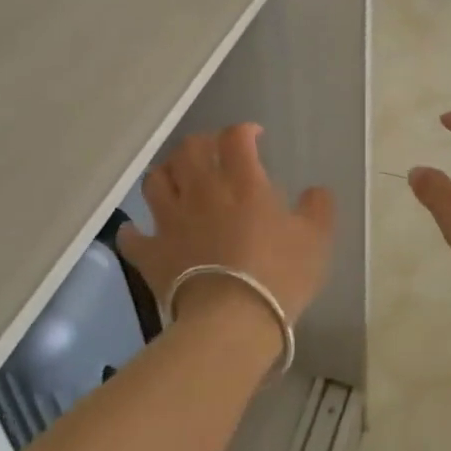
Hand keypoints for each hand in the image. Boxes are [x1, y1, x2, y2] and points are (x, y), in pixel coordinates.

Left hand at [119, 125, 333, 331]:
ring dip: (167, 174)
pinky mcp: (151, 253)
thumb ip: (318, 207)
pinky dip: (135, 230)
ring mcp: (171, 221)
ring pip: (155, 180)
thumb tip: (315, 191)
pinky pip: (132, 236)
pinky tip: (143, 231)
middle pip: (189, 149)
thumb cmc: (278, 275)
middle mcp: (202, 191)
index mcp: (243, 182)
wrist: (231, 321)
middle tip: (215, 156)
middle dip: (202, 145)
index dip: (244, 130)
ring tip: (179, 182)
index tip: (254, 138)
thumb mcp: (316, 238)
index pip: (235, 137)